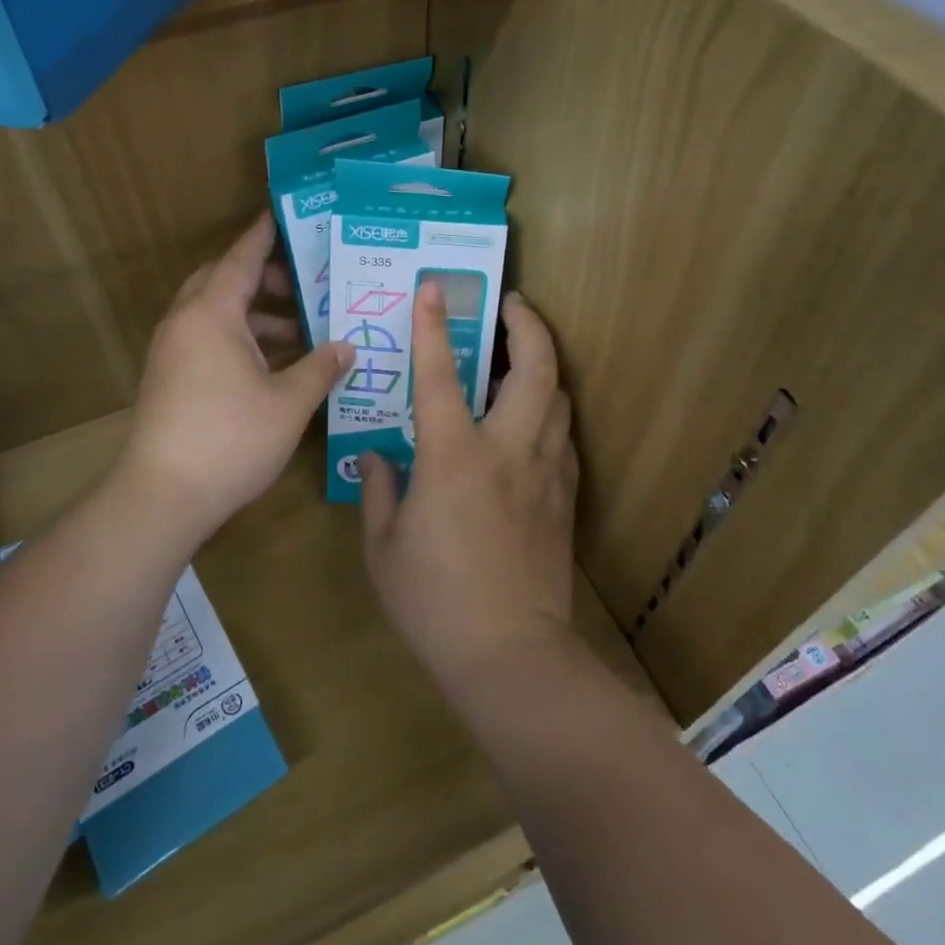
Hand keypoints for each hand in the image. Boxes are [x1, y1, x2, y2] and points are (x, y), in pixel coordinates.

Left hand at [119, 213, 353, 543]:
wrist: (162, 496)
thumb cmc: (231, 439)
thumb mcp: (289, 403)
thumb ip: (321, 368)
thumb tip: (347, 347)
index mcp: (212, 314)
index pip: (242, 258)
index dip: (265, 235)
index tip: (283, 215)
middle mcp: (186, 322)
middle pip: (222, 280)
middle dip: (261, 277)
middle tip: (302, 284)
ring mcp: (171, 350)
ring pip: (213, 312)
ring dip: (252, 313)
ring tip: (298, 331)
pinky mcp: (167, 377)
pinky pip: (204, 338)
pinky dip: (237, 338)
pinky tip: (270, 365)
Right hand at [361, 285, 578, 692]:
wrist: (511, 657)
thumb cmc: (435, 601)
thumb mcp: (384, 547)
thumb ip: (379, 492)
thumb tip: (379, 459)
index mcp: (454, 456)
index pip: (440, 374)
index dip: (433, 325)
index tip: (434, 287)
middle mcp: (508, 450)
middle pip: (536, 369)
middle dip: (528, 325)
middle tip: (512, 305)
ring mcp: (545, 473)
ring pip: (559, 399)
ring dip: (543, 368)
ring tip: (520, 360)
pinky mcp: (565, 500)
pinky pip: (564, 439)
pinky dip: (550, 415)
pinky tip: (532, 425)